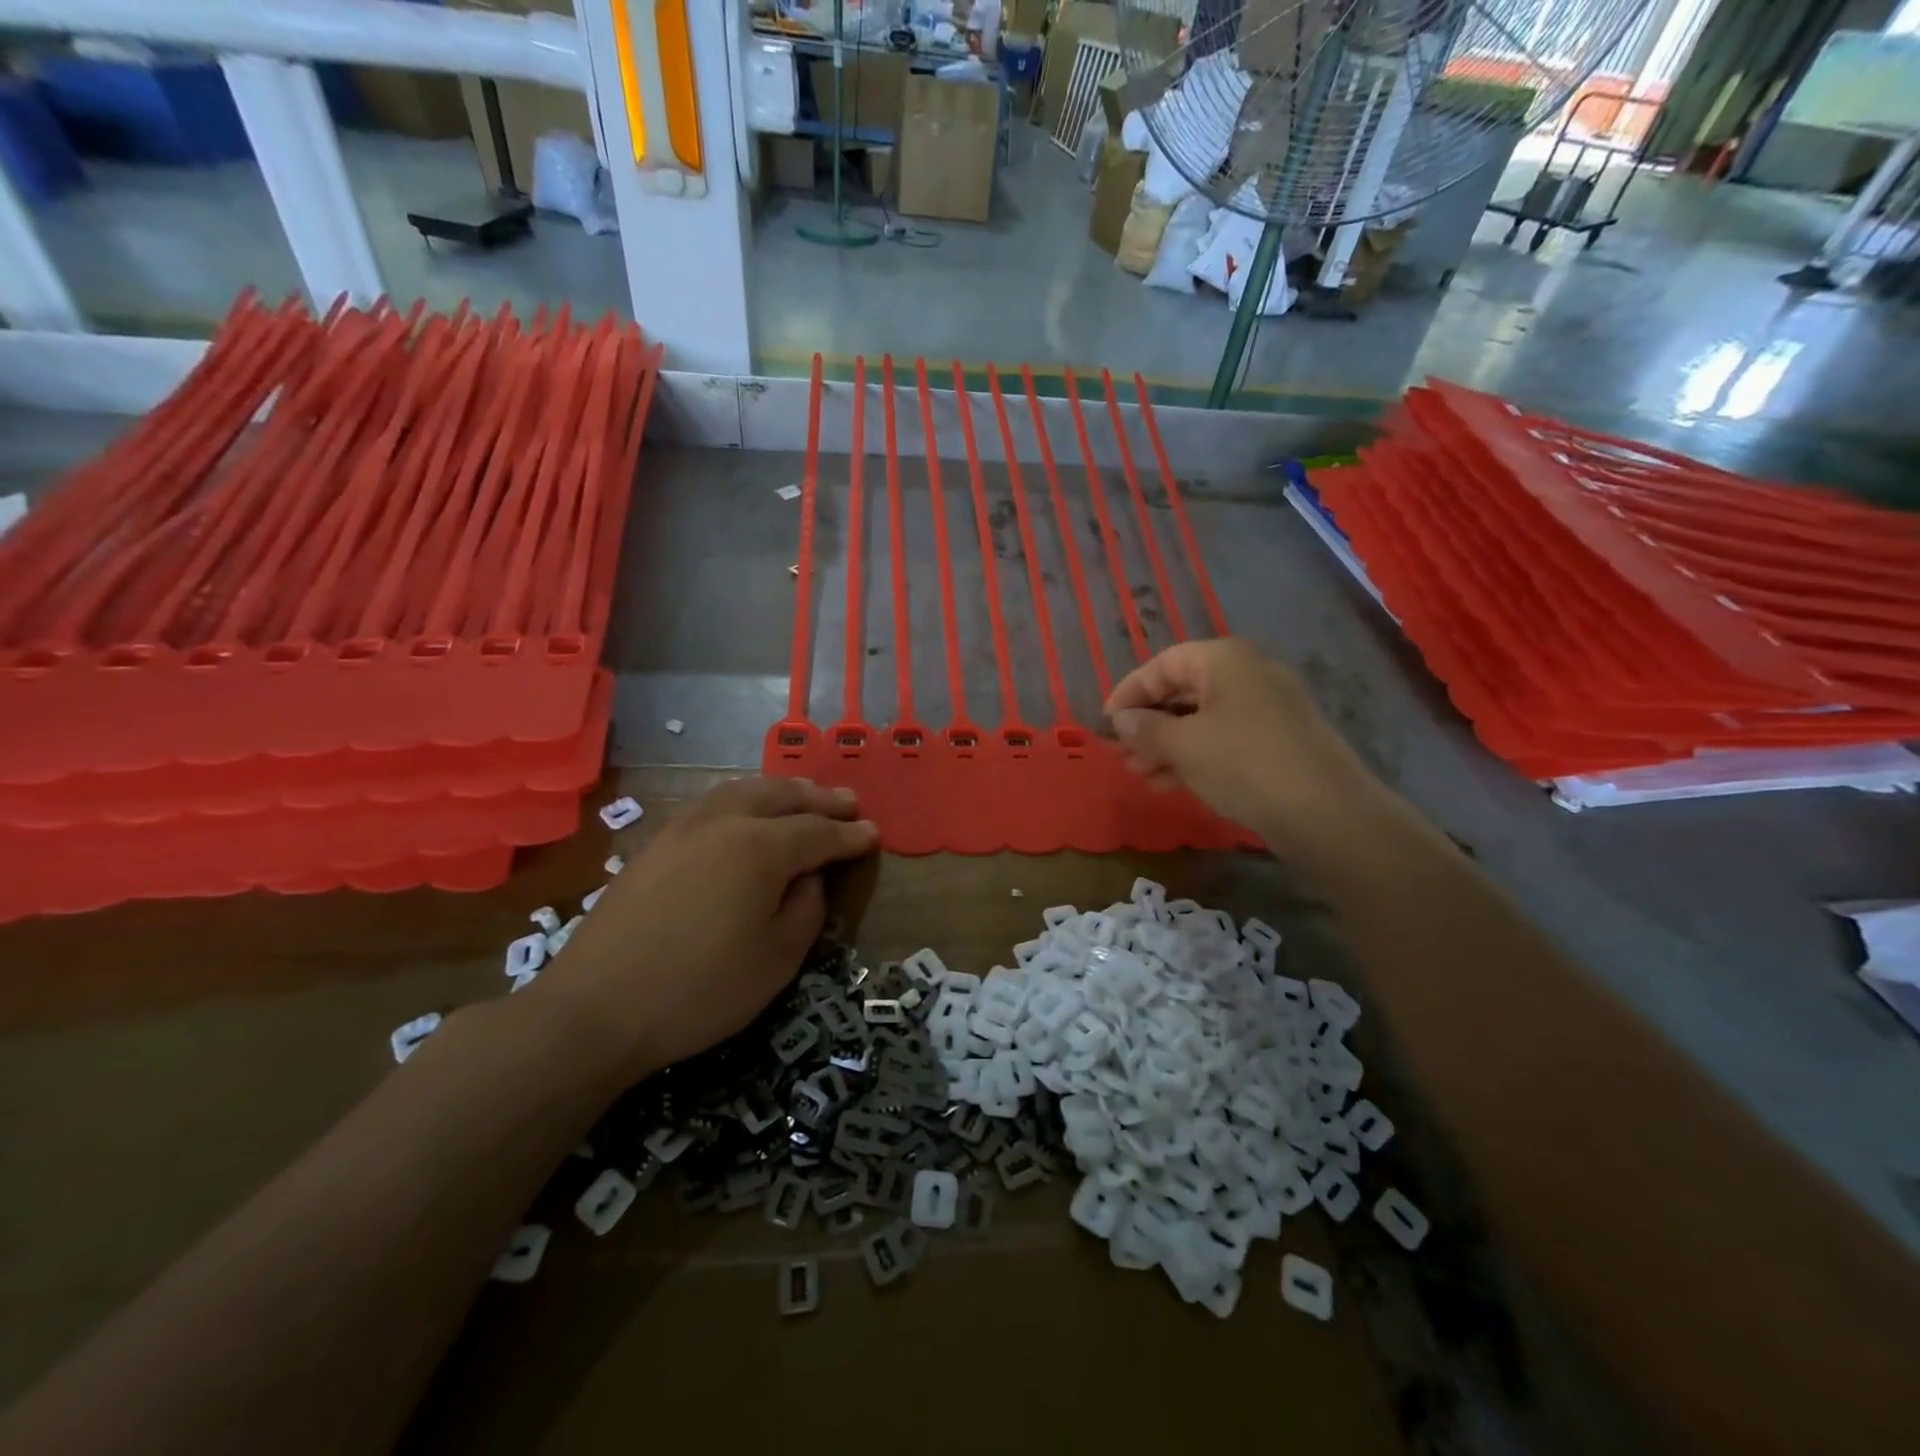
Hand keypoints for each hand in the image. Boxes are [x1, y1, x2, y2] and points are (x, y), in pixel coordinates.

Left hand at [535, 778, 877, 1082]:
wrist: (596, 1008)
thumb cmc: (700, 990)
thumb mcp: (776, 960)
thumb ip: (805, 910)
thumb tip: (808, 880)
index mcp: (760, 848)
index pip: (818, 832)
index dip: (849, 836)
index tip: (873, 834)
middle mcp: (724, 822)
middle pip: (781, 797)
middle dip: (819, 799)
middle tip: (848, 803)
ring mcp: (684, 827)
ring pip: (743, 790)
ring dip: (780, 790)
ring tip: (802, 795)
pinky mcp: (656, 842)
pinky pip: (712, 801)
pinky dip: (742, 796)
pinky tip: (744, 808)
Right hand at [1105, 639, 1381, 843]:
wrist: (1326, 812)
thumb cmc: (1244, 764)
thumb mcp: (1183, 745)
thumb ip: (1145, 728)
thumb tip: (1121, 720)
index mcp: (1225, 659)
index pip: (1163, 664)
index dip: (1130, 692)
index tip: (1107, 723)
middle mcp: (1248, 673)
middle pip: (1183, 690)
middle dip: (1148, 724)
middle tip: (1122, 754)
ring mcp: (1267, 707)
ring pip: (1201, 718)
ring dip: (1167, 745)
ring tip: (1141, 775)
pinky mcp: (1277, 740)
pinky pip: (1224, 738)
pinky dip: (1195, 755)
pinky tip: (1172, 783)